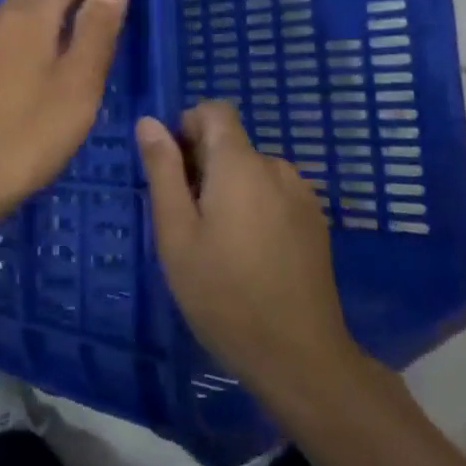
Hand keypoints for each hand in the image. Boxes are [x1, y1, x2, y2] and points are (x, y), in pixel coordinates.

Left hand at [0, 0, 129, 227]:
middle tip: (104, 30)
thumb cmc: (27, 134)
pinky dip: (29, 38)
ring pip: (18, 13)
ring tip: (77, 51)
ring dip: (50, 18)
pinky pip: (4, 36)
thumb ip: (98, 30)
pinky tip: (38, 72)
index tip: (122, 8)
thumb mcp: (78, 84)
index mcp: (28, 16)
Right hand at [137, 102, 357, 398]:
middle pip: (232, 143)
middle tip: (186, 221)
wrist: (299, 356)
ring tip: (217, 243)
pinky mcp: (315, 221)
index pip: (215, 110)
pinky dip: (255, 207)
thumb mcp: (176, 234)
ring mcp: (301, 194)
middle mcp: (276, 167)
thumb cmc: (223, 294)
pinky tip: (250, 255)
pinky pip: (274, 194)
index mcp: (240, 164)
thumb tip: (149, 122)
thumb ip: (163, 171)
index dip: (188, 126)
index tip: (172, 170)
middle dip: (203, 165)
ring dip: (229, 188)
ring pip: (252, 171)